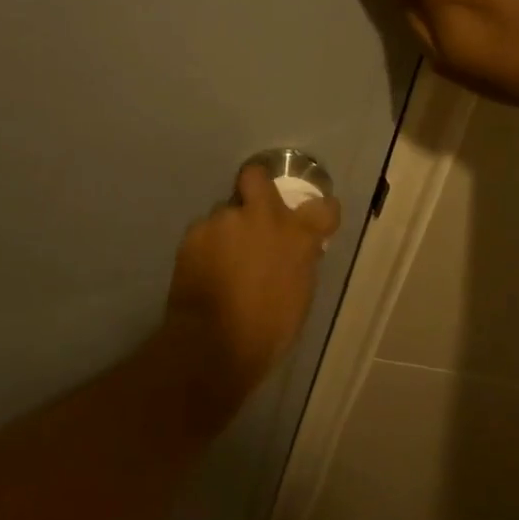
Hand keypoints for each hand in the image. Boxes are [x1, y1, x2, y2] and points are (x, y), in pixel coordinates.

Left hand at [159, 165, 341, 405]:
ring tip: (221, 260)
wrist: (214, 344)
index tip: (314, 219)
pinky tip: (203, 270)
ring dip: (227, 229)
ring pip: (225, 211)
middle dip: (255, 186)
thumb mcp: (299, 296)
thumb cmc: (267, 330)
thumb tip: (298, 249)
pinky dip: (205, 246)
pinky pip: (204, 231)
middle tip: (252, 212)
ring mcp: (224, 220)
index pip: (324, 207)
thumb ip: (299, 261)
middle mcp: (262, 216)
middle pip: (257, 176)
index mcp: (297, 235)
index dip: (320, 212)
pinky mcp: (194, 232)